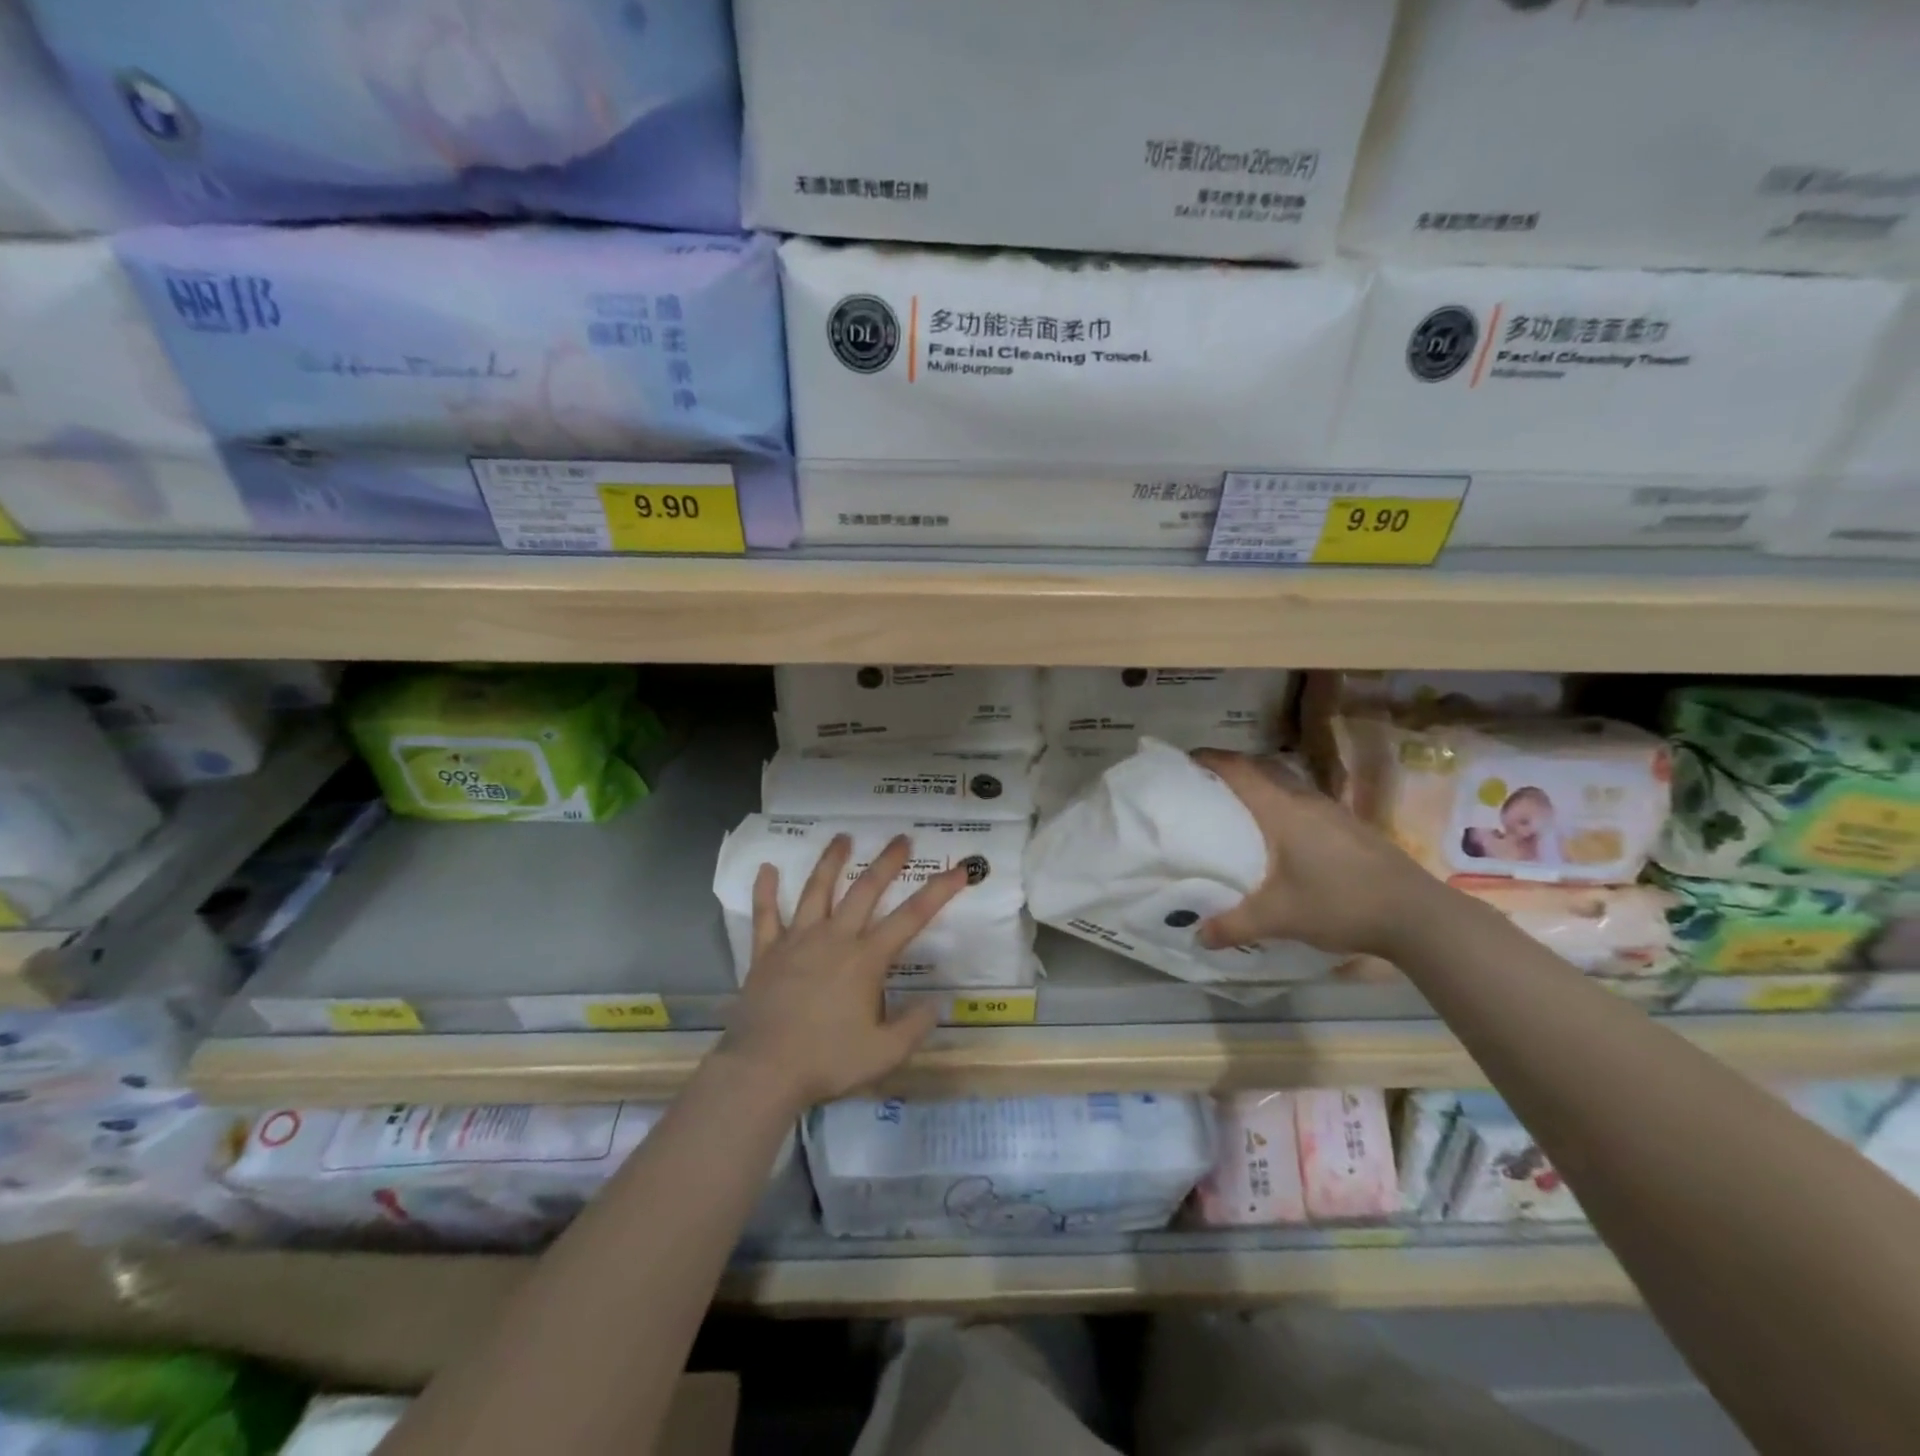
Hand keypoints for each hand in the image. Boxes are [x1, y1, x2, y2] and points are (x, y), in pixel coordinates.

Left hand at [719, 833, 968, 1108]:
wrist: (763, 1070)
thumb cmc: (827, 1060)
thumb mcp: (884, 1054)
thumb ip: (914, 1026)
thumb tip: (935, 1004)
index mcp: (866, 959)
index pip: (911, 917)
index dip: (938, 891)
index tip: (959, 869)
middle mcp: (834, 938)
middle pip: (864, 890)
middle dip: (886, 862)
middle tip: (900, 838)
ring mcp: (797, 940)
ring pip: (816, 890)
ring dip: (831, 861)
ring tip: (842, 837)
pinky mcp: (766, 952)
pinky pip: (765, 915)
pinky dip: (765, 890)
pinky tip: (766, 868)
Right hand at [1192, 748, 1438, 960]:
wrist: (1417, 915)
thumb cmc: (1339, 903)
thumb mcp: (1279, 918)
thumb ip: (1234, 925)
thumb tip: (1198, 936)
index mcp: (1282, 810)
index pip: (1239, 770)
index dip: (1210, 759)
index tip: (1184, 759)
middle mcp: (1306, 800)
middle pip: (1262, 770)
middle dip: (1230, 771)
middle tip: (1202, 785)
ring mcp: (1333, 811)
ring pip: (1286, 785)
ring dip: (1259, 787)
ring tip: (1235, 808)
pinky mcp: (1350, 827)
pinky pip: (1303, 802)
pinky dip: (1281, 805)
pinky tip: (1280, 835)